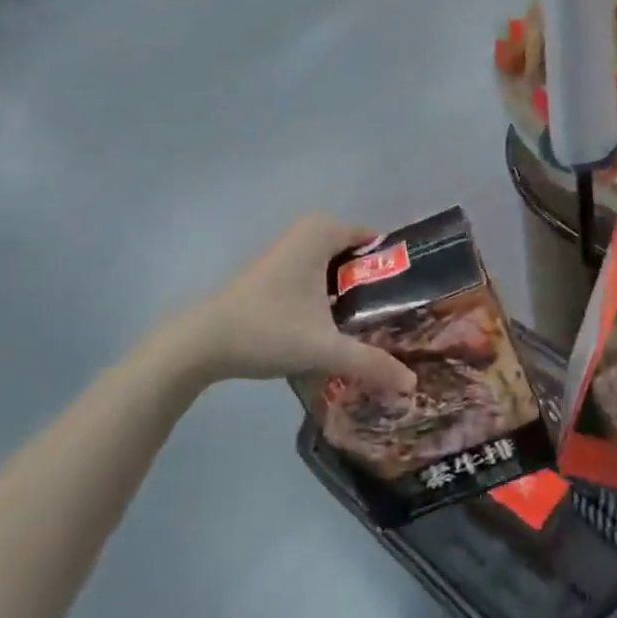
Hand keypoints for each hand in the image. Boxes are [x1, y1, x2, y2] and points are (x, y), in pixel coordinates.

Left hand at [171, 216, 414, 394]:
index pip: (376, 242)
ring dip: (353, 294)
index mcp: (322, 233)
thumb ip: (371, 363)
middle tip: (399, 320)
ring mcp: (288, 251)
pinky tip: (338, 328)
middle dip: (377, 286)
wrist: (202, 343)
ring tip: (377, 328)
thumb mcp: (325, 348)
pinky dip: (331, 296)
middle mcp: (306, 232)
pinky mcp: (274, 272)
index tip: (414, 300)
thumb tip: (412, 385)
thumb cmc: (268, 330)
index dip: (397, 269)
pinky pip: (317, 276)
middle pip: (357, 257)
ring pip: (336, 268)